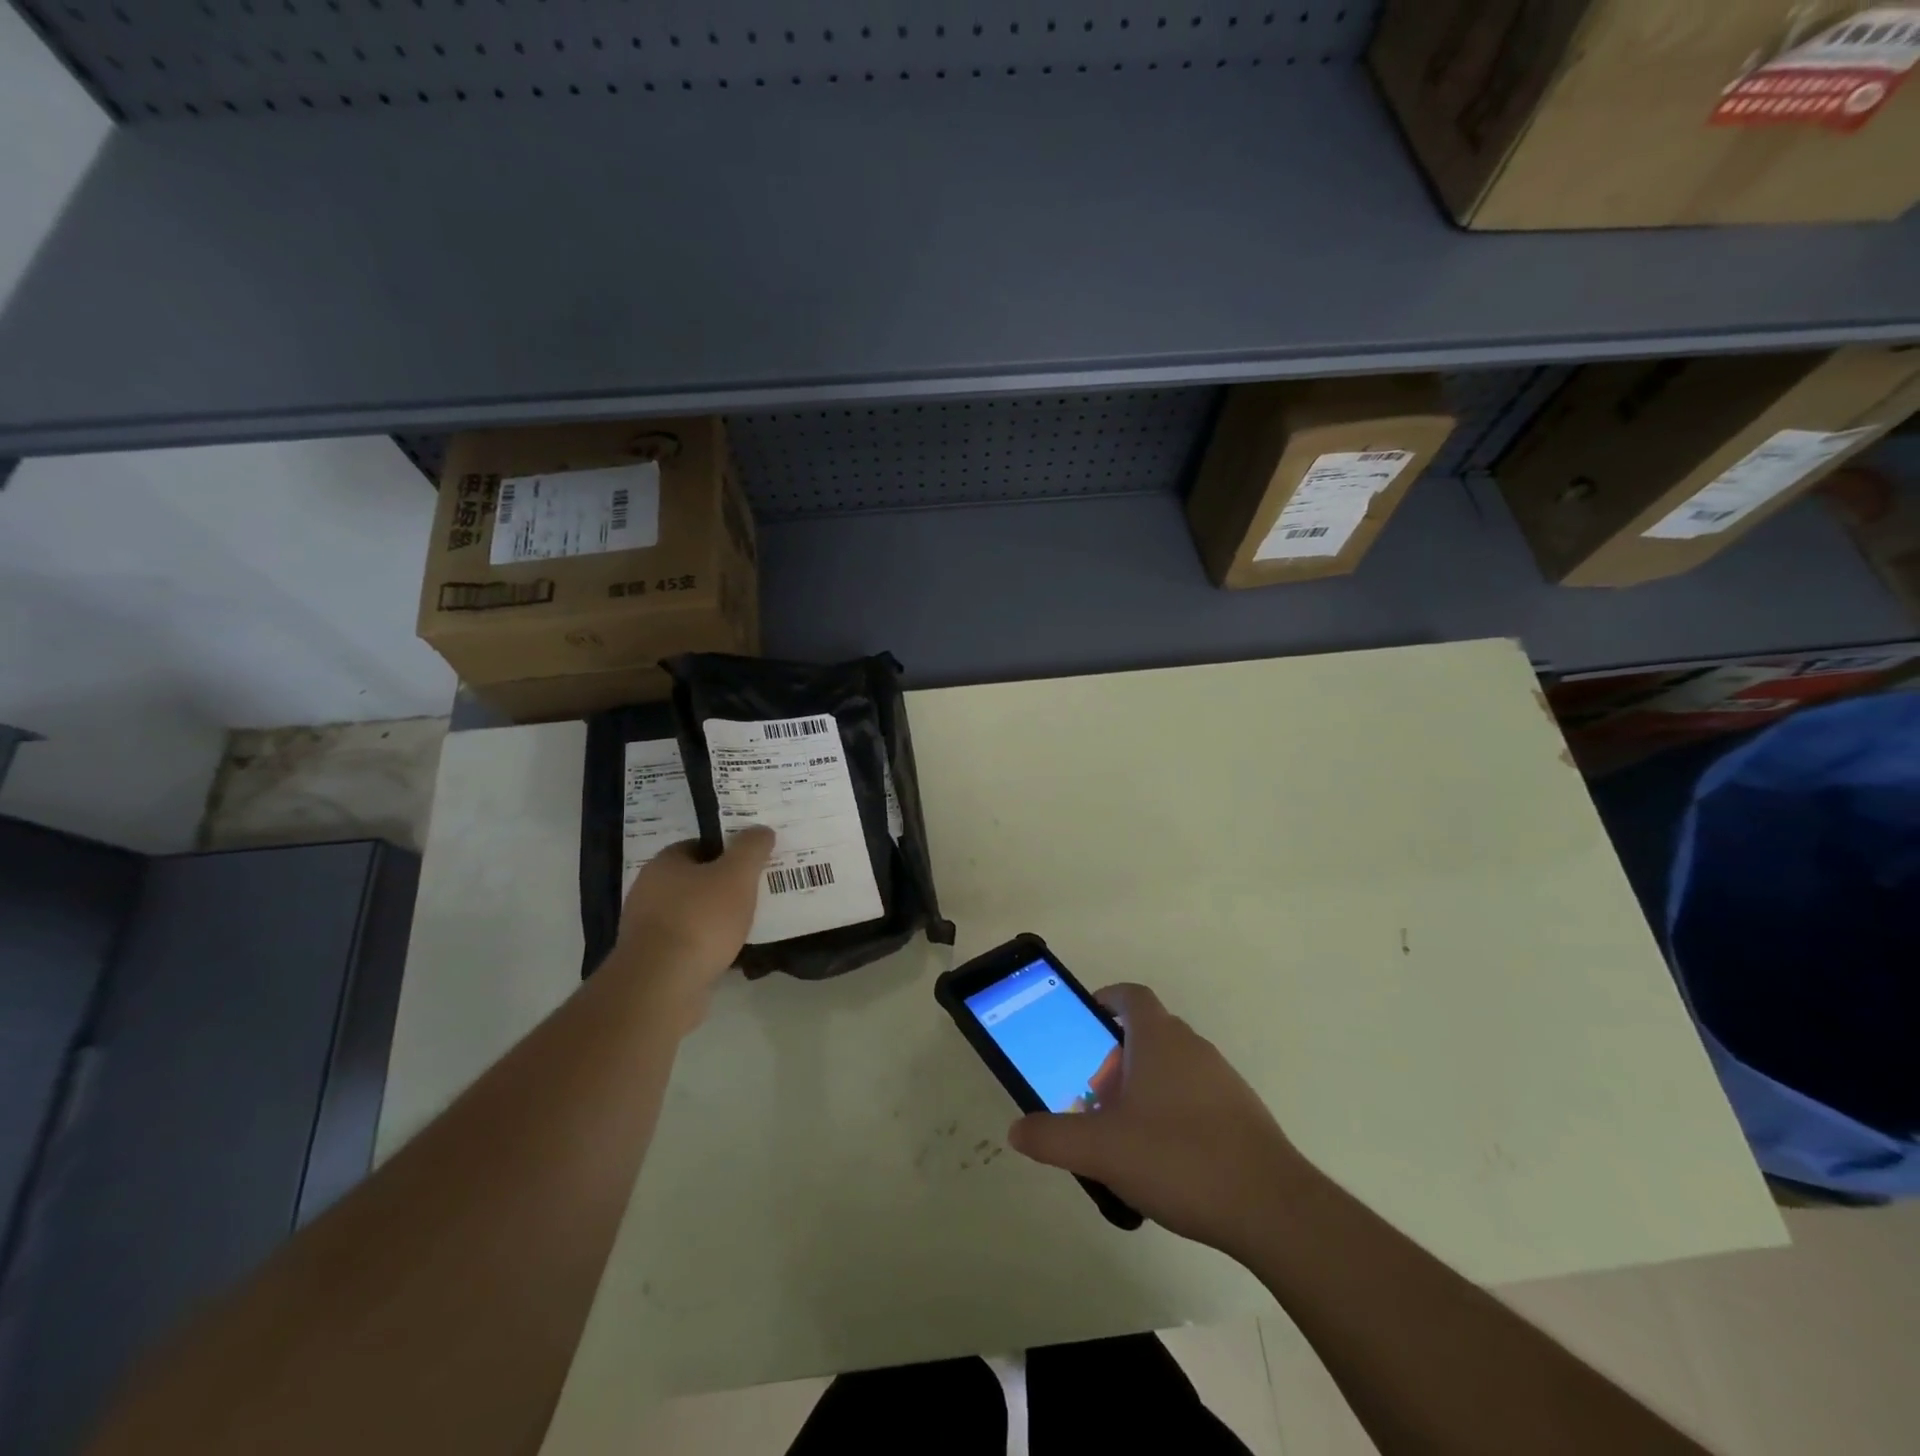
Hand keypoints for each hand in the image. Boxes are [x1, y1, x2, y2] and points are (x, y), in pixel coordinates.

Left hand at [609, 826, 772, 1024]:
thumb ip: (751, 849)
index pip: (698, 845)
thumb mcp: (737, 875)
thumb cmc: (700, 919)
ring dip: (716, 919)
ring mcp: (647, 929)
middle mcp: (649, 891)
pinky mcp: (653, 961)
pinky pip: (688, 944)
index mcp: (664, 864)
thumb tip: (761, 830)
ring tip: (749, 924)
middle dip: (724, 886)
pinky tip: (730, 953)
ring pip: (692, 914)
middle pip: (695, 880)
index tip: (752, 862)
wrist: (662, 986)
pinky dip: (707, 946)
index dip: (727, 851)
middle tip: (756, 891)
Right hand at [1006, 983, 1309, 1256]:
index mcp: (1159, 1039)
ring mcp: (1223, 1079)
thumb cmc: (1178, 1158)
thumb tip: (1017, 1130)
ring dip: (1146, 1084)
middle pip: (1150, 1032)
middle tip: (1094, 1092)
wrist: (1271, 1207)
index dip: (1107, 999)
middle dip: (1117, 1054)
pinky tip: (1165, 1158)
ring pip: (1174, 1066)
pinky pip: (1197, 1096)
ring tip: (1125, 1130)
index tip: (1087, 1020)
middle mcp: (1193, 1047)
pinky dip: (1174, 1110)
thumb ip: (1053, 1138)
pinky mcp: (1243, 1114)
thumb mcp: (1101, 1150)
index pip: (1131, 996)